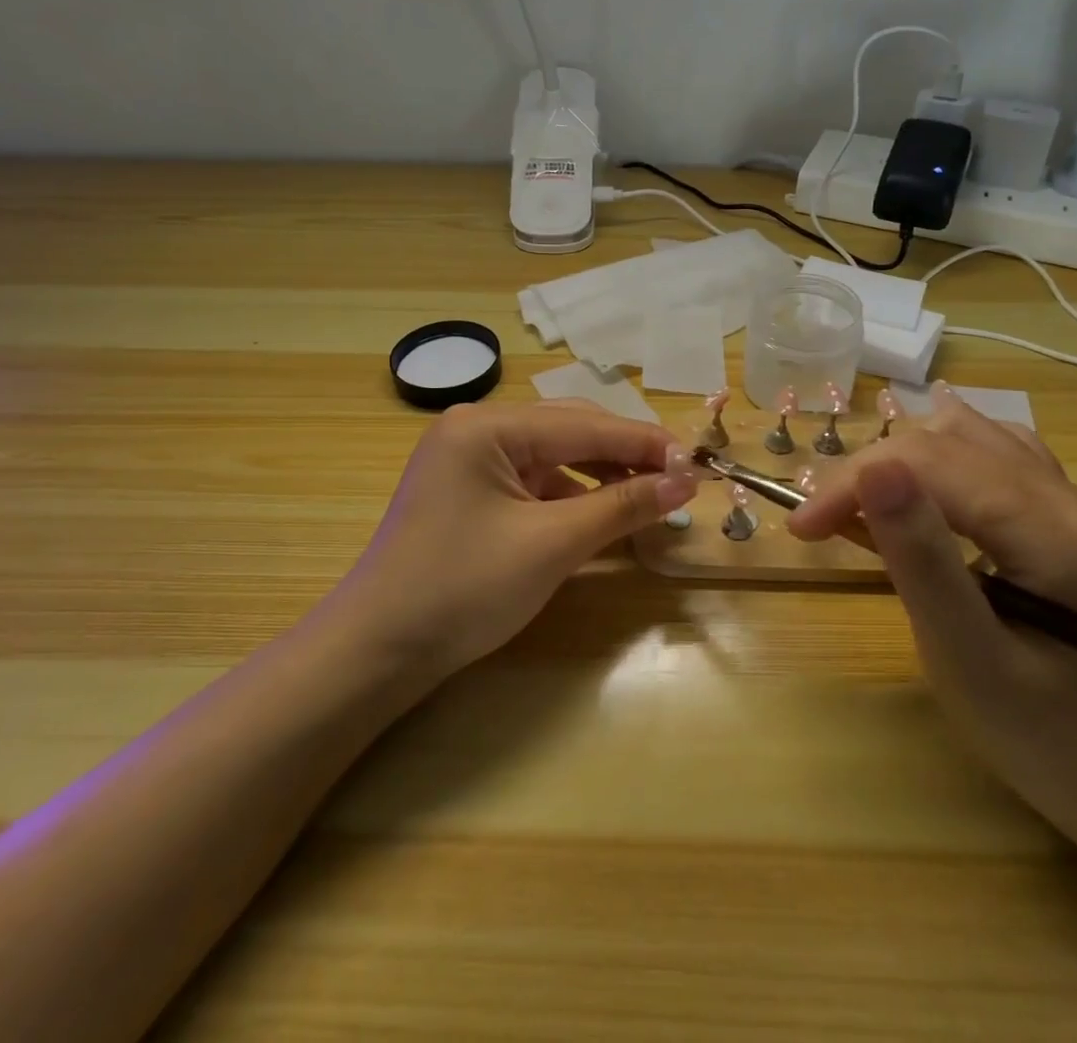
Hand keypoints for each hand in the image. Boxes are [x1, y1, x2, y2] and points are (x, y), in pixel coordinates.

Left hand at [330, 400, 697, 679]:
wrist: (377, 652)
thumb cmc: (463, 590)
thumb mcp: (551, 545)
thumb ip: (622, 505)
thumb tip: (686, 481)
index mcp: (488, 424)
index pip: (586, 424)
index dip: (647, 444)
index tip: (699, 463)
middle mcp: (477, 427)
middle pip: (571, 430)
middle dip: (626, 456)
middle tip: (679, 482)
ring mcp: (470, 458)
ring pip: (555, 454)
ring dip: (603, 475)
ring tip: (648, 499)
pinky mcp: (471, 488)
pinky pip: (535, 479)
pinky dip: (572, 494)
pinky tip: (600, 513)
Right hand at [787, 388, 1076, 848]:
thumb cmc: (1049, 741)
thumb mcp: (969, 658)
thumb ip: (921, 558)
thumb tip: (873, 469)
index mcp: (1051, 528)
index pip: (929, 463)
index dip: (853, 482)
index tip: (800, 528)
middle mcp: (1066, 496)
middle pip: (944, 442)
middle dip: (868, 472)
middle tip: (818, 524)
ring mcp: (1070, 501)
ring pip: (967, 435)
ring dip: (900, 457)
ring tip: (859, 501)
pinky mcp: (1062, 516)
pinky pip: (994, 451)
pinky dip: (942, 452)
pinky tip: (923, 468)